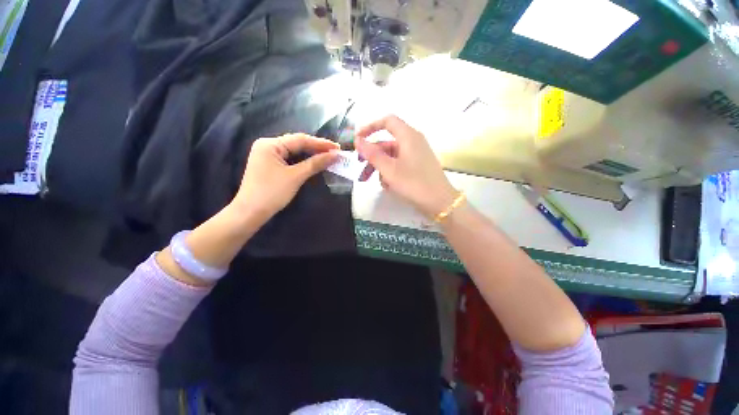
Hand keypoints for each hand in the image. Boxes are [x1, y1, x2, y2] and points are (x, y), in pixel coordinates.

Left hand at [232, 133, 338, 220]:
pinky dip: (303, 160)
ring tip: (328, 155)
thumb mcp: (296, 177)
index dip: (320, 143)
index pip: (300, 139)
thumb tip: (334, 155)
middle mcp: (267, 145)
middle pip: (297, 143)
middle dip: (316, 148)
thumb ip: (315, 164)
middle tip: (335, 152)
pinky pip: (290, 159)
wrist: (251, 212)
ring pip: (294, 151)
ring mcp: (267, 155)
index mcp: (270, 144)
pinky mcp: (270, 165)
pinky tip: (314, 161)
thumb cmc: (272, 192)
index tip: (337, 147)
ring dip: (311, 154)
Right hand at [356, 115, 456, 217]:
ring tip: (371, 182)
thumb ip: (372, 154)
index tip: (357, 139)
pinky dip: (390, 172)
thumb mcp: (389, 170)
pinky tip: (387, 186)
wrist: (440, 202)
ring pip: (391, 156)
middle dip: (371, 156)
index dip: (370, 127)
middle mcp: (413, 142)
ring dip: (379, 167)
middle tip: (360, 168)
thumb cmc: (413, 183)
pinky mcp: (418, 166)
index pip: (387, 121)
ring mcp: (416, 154)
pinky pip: (399, 164)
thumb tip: (357, 140)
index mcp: (408, 136)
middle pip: (386, 143)